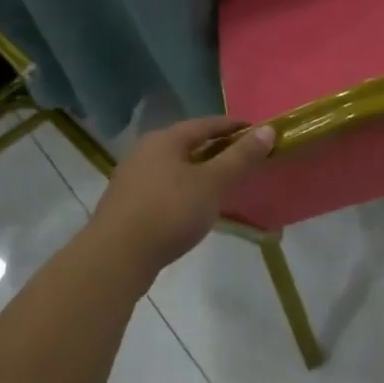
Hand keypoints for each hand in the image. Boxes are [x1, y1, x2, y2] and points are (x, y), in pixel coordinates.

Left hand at [89, 116, 276, 282]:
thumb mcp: (213, 183)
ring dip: (201, 172)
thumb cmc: (169, 212)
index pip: (208, 123)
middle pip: (190, 143)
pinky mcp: (127, 205)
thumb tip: (268, 130)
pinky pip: (164, 187)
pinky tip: (195, 208)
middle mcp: (146, 150)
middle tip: (245, 162)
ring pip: (176, 167)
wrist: (115, 259)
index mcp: (166, 138)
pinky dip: (185, 190)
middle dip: (218, 150)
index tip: (260, 136)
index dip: (235, 127)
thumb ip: (241, 157)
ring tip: (224, 186)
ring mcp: (132, 178)